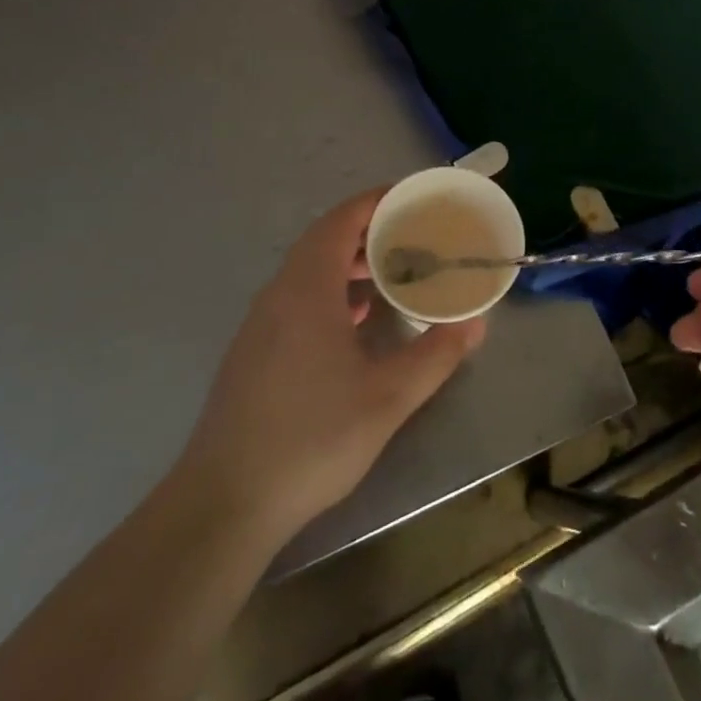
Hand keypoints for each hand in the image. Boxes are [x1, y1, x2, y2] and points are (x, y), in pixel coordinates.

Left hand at [173, 191, 485, 553]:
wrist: (225, 503)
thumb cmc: (311, 438)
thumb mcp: (388, 398)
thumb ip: (435, 355)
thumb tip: (475, 323)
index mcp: (308, 289)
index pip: (341, 220)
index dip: (376, 201)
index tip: (414, 197)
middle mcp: (279, 294)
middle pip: (324, 240)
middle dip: (370, 230)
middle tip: (415, 235)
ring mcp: (261, 325)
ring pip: (309, 271)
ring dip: (349, 262)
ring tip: (393, 272)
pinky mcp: (254, 353)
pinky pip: (297, 298)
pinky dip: (332, 291)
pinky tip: (356, 320)